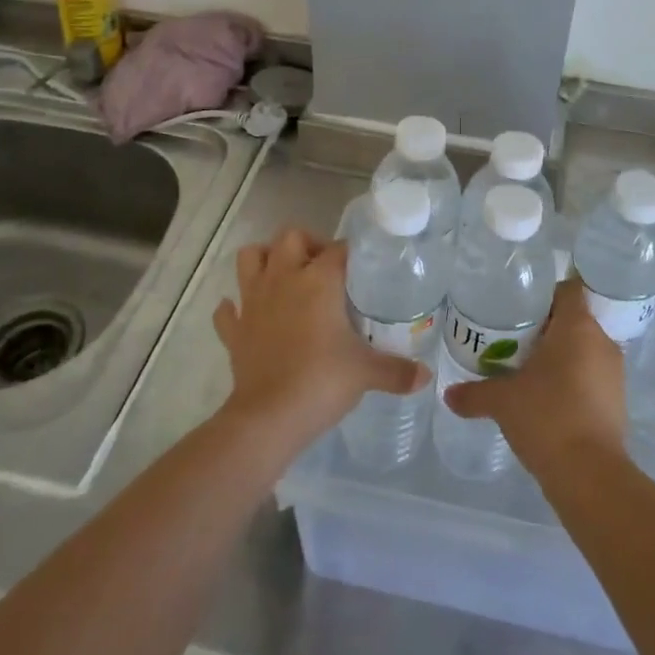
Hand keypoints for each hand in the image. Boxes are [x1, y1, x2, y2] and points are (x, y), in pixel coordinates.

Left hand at [213, 227, 426, 449]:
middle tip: (324, 268)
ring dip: (264, 260)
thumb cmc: (322, 382)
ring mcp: (253, 301)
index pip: (338, 249)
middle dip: (306, 244)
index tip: (361, 267)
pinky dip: (235, 309)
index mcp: (318, 280)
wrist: (269, 417)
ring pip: (249, 258)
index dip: (350, 253)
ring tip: (284, 276)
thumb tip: (426, 375)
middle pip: (289, 237)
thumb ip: (397, 370)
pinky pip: (228, 310)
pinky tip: (248, 315)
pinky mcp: (234, 329)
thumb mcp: (367, 373)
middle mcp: (283, 279)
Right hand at [443, 279, 627, 478]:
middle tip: (514, 338)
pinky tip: (546, 398)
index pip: (568, 289)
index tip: (520, 306)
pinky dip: (572, 380)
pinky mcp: (617, 402)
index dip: (545, 293)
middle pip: (574, 319)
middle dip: (546, 327)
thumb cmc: (547, 417)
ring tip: (527, 369)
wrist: (590, 476)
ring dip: (560, 355)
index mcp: (578, 327)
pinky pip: (592, 376)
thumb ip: (474, 393)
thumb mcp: (502, 401)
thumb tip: (449, 395)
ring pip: (584, 349)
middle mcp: (601, 342)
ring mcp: (614, 373)